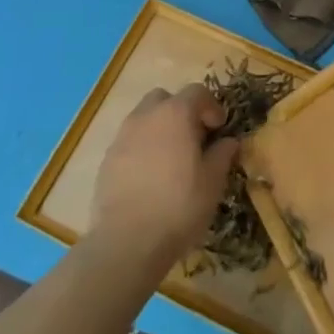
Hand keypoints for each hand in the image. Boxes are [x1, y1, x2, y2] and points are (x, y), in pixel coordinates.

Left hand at [90, 85, 238, 272]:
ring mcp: (122, 137)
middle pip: (164, 98)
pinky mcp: (106, 161)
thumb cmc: (179, 205)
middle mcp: (146, 117)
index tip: (219, 129)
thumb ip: (222, 154)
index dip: (212, 106)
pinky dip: (142, 149)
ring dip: (159, 129)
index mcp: (176, 113)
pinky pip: (129, 142)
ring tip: (171, 159)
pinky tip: (150, 177)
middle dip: (180, 111)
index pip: (197, 91)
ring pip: (143, 119)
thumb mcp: (213, 181)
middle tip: (193, 137)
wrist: (127, 241)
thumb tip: (228, 141)